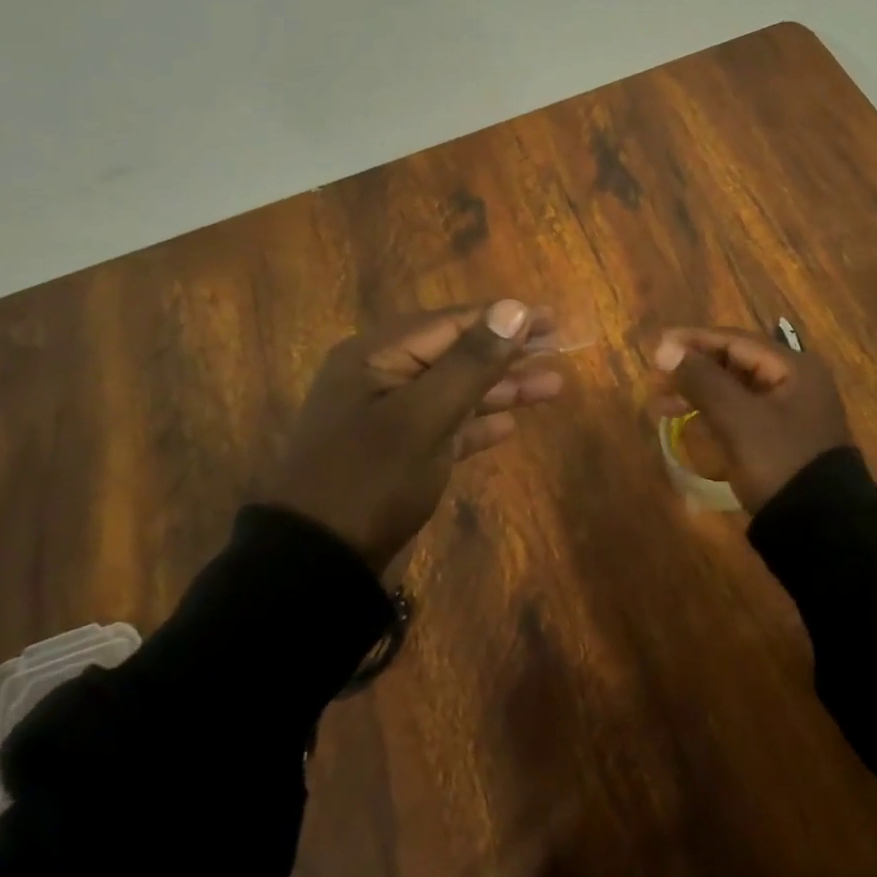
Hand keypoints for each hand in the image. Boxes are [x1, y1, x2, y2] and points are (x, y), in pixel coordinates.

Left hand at [279, 300, 563, 568]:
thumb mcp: (424, 416)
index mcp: (377, 356)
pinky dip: (479, 423)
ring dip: (502, 388)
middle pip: (457, 354)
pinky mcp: (400, 455)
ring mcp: (390, 419)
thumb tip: (513, 308)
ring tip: (554, 386)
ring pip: (457, 391)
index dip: (503, 319)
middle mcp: (382, 379)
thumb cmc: (370, 481)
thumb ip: (471, 362)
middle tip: (559, 348)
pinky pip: (447, 426)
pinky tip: (512, 424)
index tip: (551, 319)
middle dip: (508, 353)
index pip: (452, 323)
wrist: (317, 569)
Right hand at [648, 327, 851, 512]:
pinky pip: (741, 414)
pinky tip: (687, 423)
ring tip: (659, 405)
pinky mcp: (782, 440)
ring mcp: (791, 413)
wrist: (822, 531)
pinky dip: (713, 414)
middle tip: (655, 379)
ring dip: (698, 393)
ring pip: (735, 391)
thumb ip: (701, 379)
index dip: (694, 341)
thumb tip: (665, 348)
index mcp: (793, 368)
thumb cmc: (779, 462)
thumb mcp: (737, 418)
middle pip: (735, 364)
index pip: (735, 341)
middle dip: (693, 370)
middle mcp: (796, 382)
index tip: (657, 346)